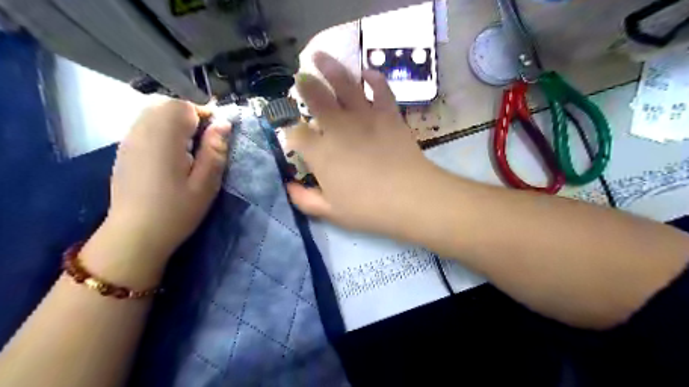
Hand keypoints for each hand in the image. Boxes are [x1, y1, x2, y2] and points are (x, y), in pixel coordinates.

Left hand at [103, 99, 229, 262]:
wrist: (135, 235)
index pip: (185, 106)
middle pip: (167, 105)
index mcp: (164, 137)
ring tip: (190, 147)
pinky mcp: (125, 149)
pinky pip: (144, 125)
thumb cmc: (176, 210)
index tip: (217, 136)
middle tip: (204, 141)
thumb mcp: (206, 183)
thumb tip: (224, 123)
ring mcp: (129, 139)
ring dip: (176, 122)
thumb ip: (215, 150)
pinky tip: (170, 154)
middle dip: (190, 116)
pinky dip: (162, 129)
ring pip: (154, 112)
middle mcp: (142, 131)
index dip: (205, 115)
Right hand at [288, 53, 437, 235]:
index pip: (297, 134)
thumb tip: (288, 187)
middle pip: (315, 98)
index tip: (293, 135)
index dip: (291, 132)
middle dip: (305, 86)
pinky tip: (367, 73)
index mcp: (321, 153)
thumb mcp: (331, 212)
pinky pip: (381, 90)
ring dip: (330, 68)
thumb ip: (305, 199)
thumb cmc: (368, 209)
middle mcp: (337, 128)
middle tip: (300, 78)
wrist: (409, 197)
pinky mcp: (388, 115)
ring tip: (320, 57)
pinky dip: (374, 78)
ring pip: (344, 84)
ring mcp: (364, 117)